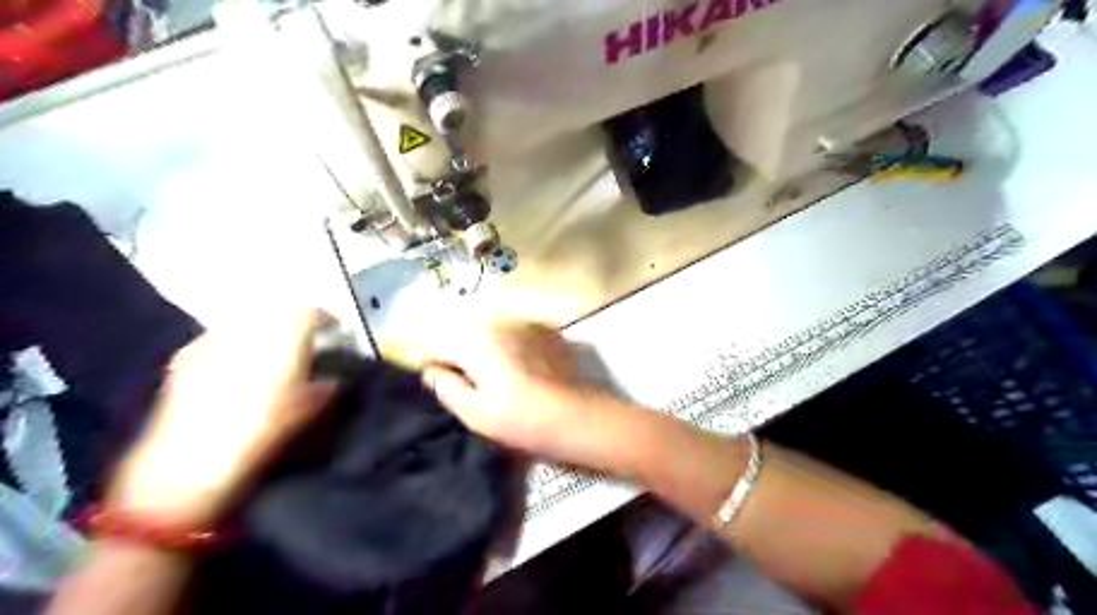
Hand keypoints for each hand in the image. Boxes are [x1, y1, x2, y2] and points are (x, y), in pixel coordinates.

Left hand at [111, 306, 336, 527]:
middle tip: (307, 342)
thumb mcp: (308, 413)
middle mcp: (246, 330)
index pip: (309, 312)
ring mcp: (212, 341)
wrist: (187, 467)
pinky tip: (239, 367)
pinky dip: (237, 344)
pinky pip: (221, 338)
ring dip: (266, 331)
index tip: (336, 331)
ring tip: (275, 353)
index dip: (326, 319)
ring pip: (248, 321)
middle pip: (277, 311)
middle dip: (295, 322)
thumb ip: (327, 388)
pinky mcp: (186, 357)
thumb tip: (336, 379)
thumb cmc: (260, 435)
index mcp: (281, 339)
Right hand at [422, 319, 640, 468]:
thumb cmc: (522, 419)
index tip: (431, 377)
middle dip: (459, 353)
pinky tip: (521, 370)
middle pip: (465, 333)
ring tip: (495, 377)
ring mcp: (525, 323)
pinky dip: (509, 347)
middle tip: (466, 382)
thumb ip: (446, 386)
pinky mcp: (546, 330)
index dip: (429, 360)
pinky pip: (515, 334)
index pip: (437, 342)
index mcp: (476, 340)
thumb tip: (430, 370)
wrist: (579, 417)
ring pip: (490, 332)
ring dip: (484, 348)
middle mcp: (499, 322)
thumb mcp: (475, 412)